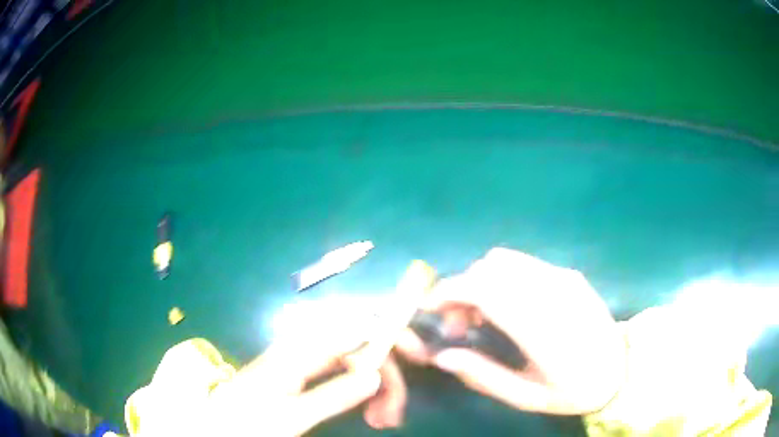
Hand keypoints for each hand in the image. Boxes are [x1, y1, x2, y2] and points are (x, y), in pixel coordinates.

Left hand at [205, 325, 406, 434]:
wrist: (220, 425)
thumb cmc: (248, 421)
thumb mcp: (290, 416)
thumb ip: (331, 395)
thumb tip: (374, 375)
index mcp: (298, 350)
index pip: (354, 326)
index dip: (389, 333)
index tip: (417, 356)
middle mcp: (305, 347)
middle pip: (361, 344)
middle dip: (387, 374)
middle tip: (394, 413)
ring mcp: (306, 360)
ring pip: (356, 360)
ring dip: (377, 387)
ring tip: (383, 421)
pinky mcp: (307, 373)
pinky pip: (345, 373)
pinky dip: (364, 391)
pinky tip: (370, 412)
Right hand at [396, 247, 626, 414]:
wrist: (621, 369)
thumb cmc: (573, 390)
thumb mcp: (526, 397)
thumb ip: (483, 376)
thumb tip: (443, 356)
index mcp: (541, 326)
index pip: (484, 288)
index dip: (449, 291)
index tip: (430, 308)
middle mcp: (552, 291)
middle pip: (489, 268)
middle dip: (462, 289)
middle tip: (459, 325)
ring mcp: (563, 277)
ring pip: (505, 259)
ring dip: (481, 281)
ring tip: (483, 315)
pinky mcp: (569, 274)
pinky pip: (524, 264)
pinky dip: (502, 278)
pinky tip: (509, 305)